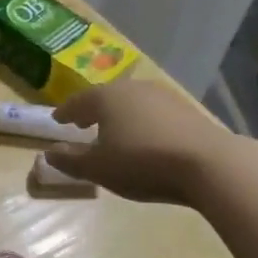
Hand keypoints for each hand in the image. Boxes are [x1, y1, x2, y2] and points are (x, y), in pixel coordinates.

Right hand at [44, 80, 227, 205]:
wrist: (209, 164)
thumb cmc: (142, 163)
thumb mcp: (98, 168)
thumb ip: (70, 160)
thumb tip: (48, 153)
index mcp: (105, 98)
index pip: (77, 102)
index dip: (65, 113)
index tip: (56, 120)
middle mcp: (131, 89)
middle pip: (104, 98)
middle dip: (92, 110)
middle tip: (82, 123)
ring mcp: (162, 96)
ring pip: (130, 103)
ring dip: (118, 115)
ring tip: (113, 131)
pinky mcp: (186, 109)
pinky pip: (152, 112)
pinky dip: (141, 121)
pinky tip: (145, 136)